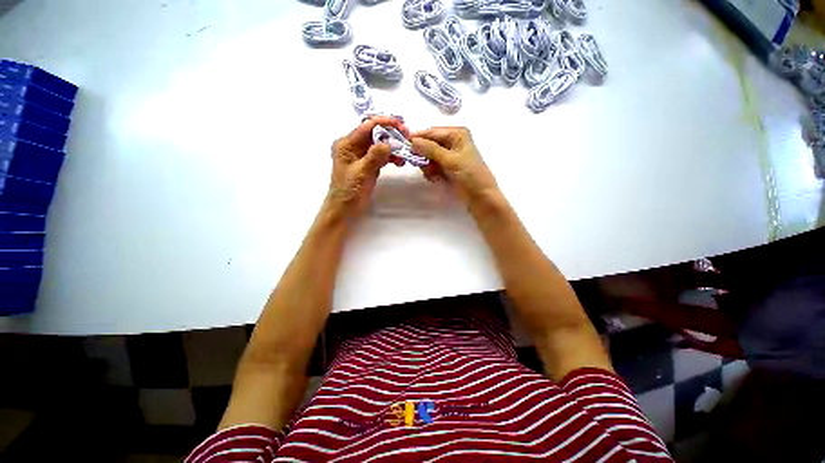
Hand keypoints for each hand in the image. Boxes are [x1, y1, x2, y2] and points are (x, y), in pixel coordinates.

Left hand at [325, 116, 407, 218]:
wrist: (345, 209)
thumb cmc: (349, 191)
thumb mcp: (361, 172)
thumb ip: (374, 156)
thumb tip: (389, 143)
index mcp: (347, 144)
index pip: (367, 126)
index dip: (384, 123)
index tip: (401, 125)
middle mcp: (354, 146)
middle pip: (375, 134)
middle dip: (391, 135)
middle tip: (407, 138)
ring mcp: (362, 156)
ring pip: (380, 145)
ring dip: (393, 148)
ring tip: (406, 152)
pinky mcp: (369, 165)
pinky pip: (381, 156)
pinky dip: (391, 158)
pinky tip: (400, 162)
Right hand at [411, 127, 498, 204]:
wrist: (480, 196)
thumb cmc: (469, 174)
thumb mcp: (450, 160)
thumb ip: (430, 149)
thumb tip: (412, 140)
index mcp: (456, 134)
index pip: (431, 132)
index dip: (418, 139)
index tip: (405, 146)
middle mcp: (452, 142)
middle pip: (428, 145)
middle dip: (424, 156)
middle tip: (423, 165)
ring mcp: (448, 156)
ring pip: (428, 157)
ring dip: (428, 167)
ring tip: (433, 175)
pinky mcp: (446, 168)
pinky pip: (432, 167)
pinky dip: (432, 173)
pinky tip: (436, 179)